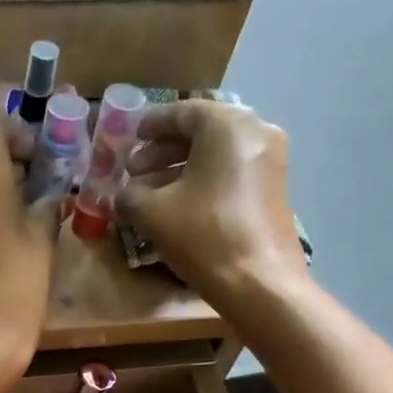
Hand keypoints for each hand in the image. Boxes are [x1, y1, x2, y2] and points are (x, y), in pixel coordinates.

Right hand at [117, 101, 311, 313]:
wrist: (258, 280)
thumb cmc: (203, 235)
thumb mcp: (153, 213)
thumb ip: (129, 196)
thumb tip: (118, 195)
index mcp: (226, 124)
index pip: (182, 112)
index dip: (150, 126)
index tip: (129, 138)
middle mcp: (254, 130)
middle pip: (201, 132)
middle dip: (163, 151)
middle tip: (133, 172)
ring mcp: (269, 159)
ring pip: (215, 154)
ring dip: (180, 169)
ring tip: (150, 193)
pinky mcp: (273, 187)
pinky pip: (230, 172)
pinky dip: (203, 181)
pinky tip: (180, 205)